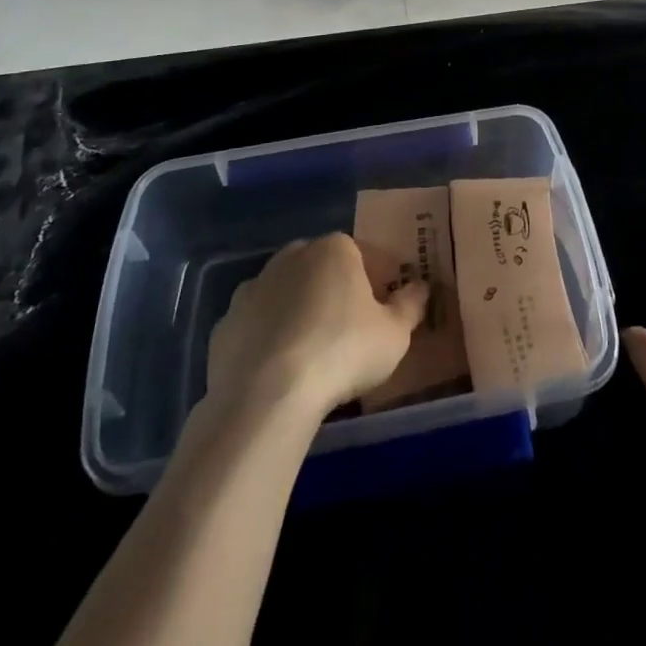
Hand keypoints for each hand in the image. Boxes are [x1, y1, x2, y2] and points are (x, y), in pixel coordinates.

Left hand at [206, 233, 428, 416]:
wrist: (266, 396)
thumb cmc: (342, 352)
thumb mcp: (394, 334)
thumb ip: (411, 305)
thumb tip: (421, 286)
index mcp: (334, 249)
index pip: (362, 254)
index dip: (376, 281)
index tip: (382, 312)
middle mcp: (291, 257)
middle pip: (320, 269)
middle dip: (333, 291)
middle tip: (347, 331)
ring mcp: (252, 288)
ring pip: (284, 294)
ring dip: (296, 312)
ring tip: (311, 353)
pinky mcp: (224, 325)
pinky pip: (255, 326)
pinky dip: (266, 340)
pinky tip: (277, 370)